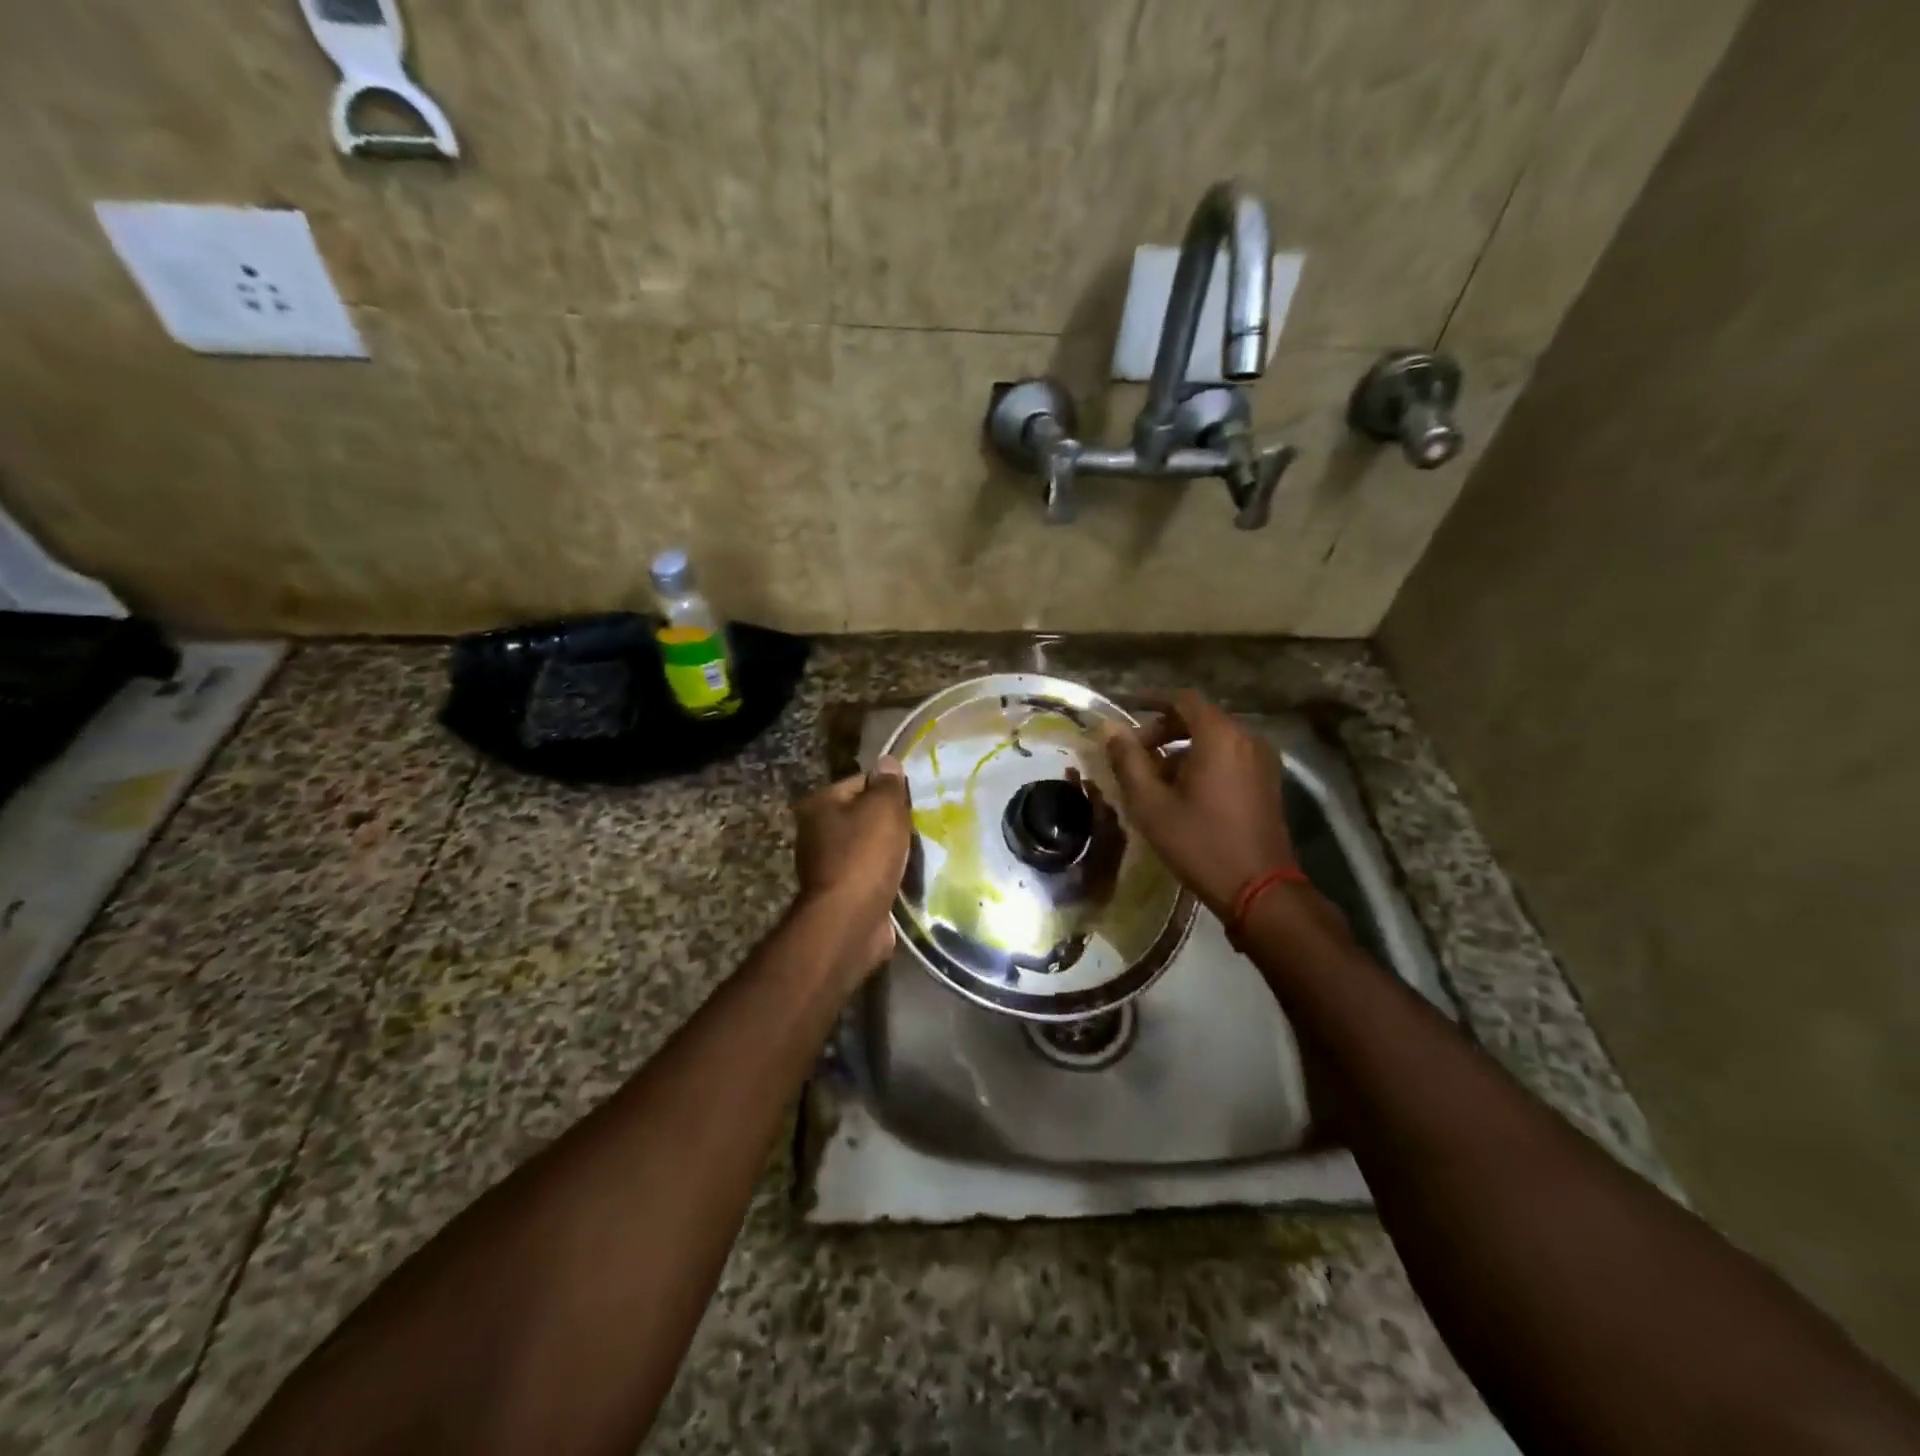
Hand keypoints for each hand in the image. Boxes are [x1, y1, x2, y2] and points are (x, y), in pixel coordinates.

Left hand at [792, 757, 911, 973]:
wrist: (850, 921)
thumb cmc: (864, 855)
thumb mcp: (883, 808)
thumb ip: (888, 783)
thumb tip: (888, 762)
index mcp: (820, 804)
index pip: (861, 782)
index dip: (889, 789)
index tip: (913, 801)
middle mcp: (816, 832)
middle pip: (864, 815)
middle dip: (891, 822)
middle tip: (920, 826)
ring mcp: (827, 865)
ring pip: (870, 847)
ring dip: (891, 851)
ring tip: (919, 852)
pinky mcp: (842, 893)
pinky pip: (871, 874)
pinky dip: (887, 875)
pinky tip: (907, 877)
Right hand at [1101, 690, 1295, 916]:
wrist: (1259, 889)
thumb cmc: (1199, 842)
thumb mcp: (1151, 803)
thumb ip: (1128, 760)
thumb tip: (1109, 728)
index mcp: (1220, 736)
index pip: (1183, 699)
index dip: (1153, 700)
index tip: (1128, 708)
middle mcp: (1247, 738)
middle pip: (1200, 718)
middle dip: (1164, 729)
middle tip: (1135, 753)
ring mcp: (1262, 761)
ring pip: (1215, 739)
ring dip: (1182, 748)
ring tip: (1154, 777)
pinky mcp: (1268, 782)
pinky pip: (1230, 756)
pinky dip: (1204, 761)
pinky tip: (1183, 790)